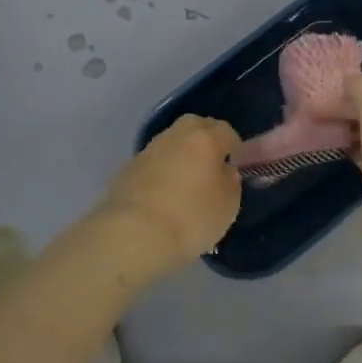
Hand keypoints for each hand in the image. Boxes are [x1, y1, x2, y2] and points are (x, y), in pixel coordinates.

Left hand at [100, 115, 242, 273]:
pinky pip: (152, 166)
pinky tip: (162, 198)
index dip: (234, 148)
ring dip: (180, 158)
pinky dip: (160, 174)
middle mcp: (174, 136)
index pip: (226, 131)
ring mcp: (146, 152)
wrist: (133, 235)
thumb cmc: (192, 217)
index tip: (236, 167)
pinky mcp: (125, 171)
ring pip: (170, 145)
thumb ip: (230, 181)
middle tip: (212, 168)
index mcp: (204, 138)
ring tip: (186, 186)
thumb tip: (223, 172)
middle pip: (195, 127)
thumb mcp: (229, 204)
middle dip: (205, 142)